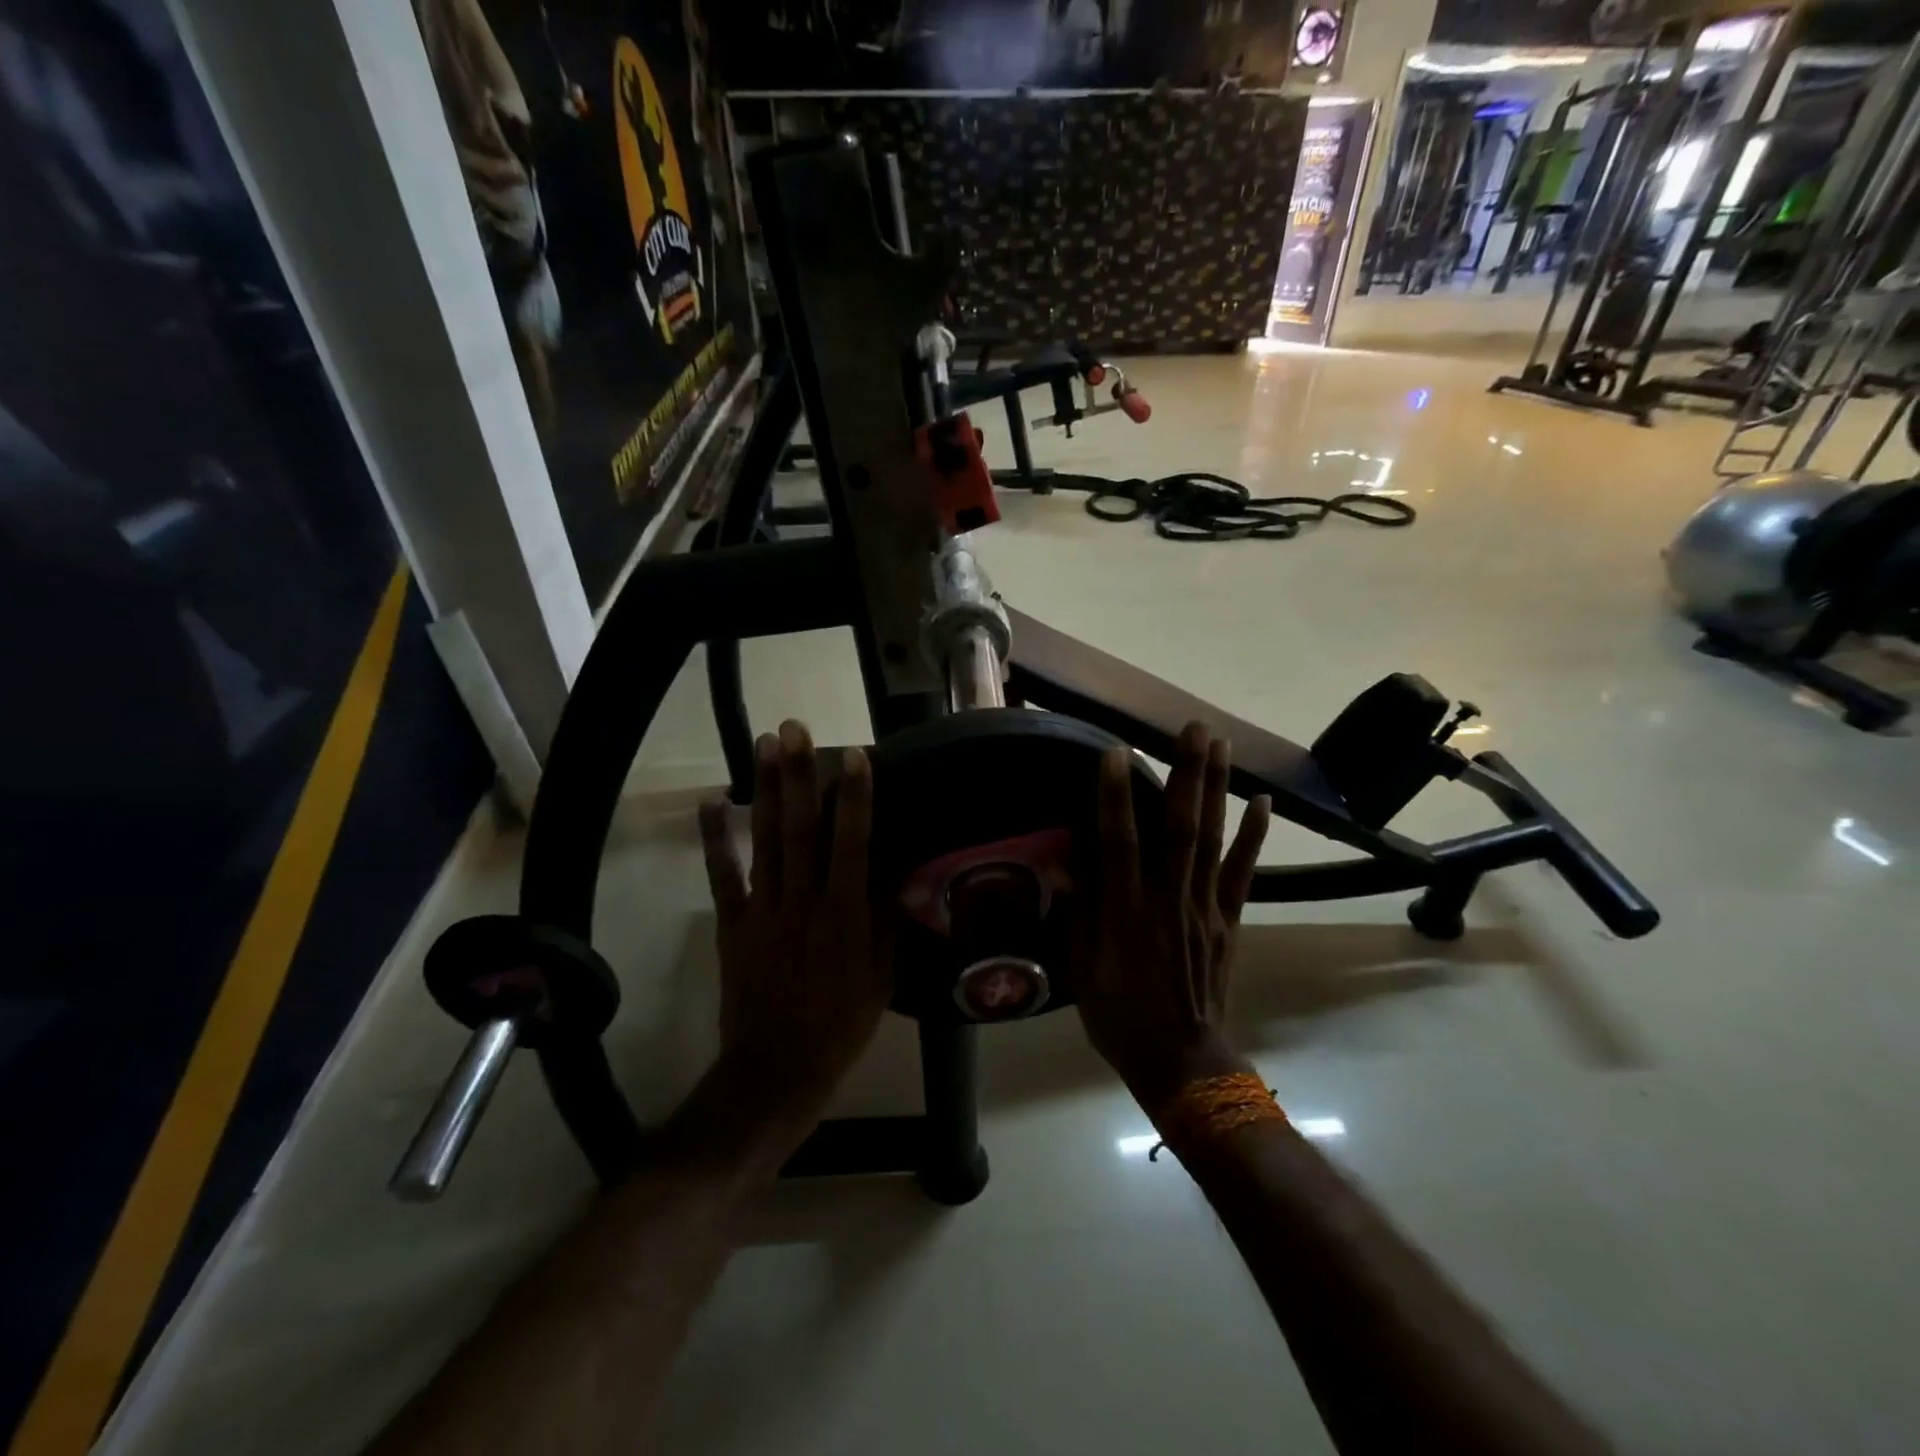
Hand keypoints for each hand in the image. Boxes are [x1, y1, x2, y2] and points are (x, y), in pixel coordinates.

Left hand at [697, 722, 890, 1137]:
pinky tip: (711, 802)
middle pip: (800, 828)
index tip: (855, 755)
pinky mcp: (733, 924)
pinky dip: (716, 839)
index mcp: (843, 914)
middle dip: (798, 775)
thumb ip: (883, 920)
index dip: (854, 797)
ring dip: (764, 790)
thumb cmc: (841, 1024)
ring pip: (765, 840)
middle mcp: (801, 900)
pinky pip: (723, 876)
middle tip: (794, 729)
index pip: (851, 843)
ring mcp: (762, 909)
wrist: (776, 1070)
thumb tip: (889, 871)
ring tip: (762, 744)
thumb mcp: (882, 977)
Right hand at [1075, 723, 1271, 1116]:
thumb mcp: (1082, 972)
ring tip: (1221, 744)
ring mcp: (1205, 908)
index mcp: (1126, 915)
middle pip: (1179, 828)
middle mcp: (1168, 901)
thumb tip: (1061, 865)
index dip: (1116, 798)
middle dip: (1186, 774)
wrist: (1183, 1063)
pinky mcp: (1229, 920)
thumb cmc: (1120, 1018)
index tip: (1117, 753)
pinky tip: (1261, 801)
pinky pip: (1243, 872)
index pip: (1119, 844)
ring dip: (1217, 789)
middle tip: (1193, 728)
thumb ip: (1076, 915)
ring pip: (1212, 839)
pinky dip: (1253, 836)